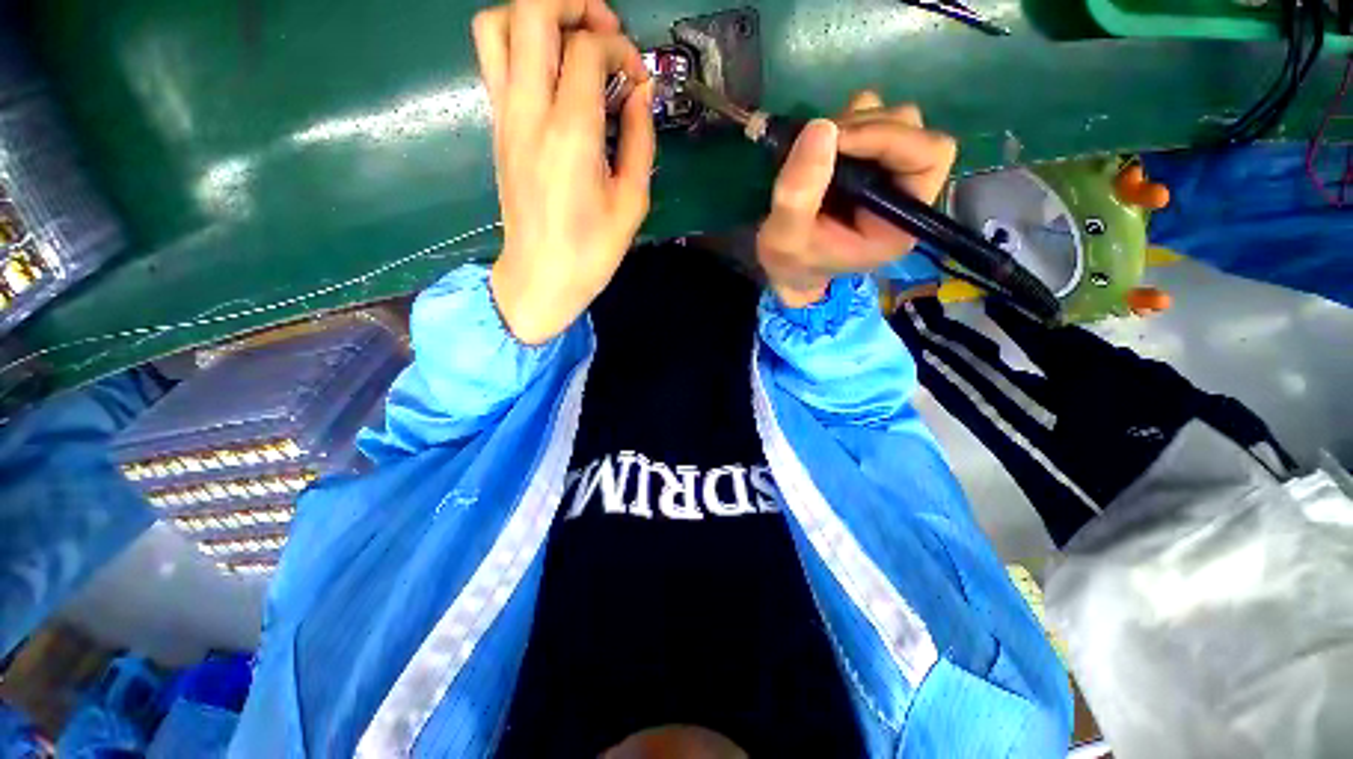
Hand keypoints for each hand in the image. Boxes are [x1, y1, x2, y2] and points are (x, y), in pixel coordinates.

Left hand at [473, 0, 654, 343]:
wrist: (540, 276)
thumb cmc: (592, 250)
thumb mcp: (632, 201)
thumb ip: (639, 139)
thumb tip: (640, 93)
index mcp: (570, 135)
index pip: (587, 49)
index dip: (620, 49)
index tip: (637, 79)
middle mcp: (529, 112)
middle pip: (531, 11)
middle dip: (572, 2)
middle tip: (603, 30)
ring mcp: (505, 116)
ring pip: (497, 24)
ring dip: (536, 15)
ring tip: (570, 41)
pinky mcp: (497, 127)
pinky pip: (494, 59)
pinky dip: (520, 44)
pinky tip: (552, 72)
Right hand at [757, 91, 956, 307]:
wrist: (786, 268)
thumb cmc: (792, 262)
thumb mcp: (786, 238)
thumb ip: (799, 193)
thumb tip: (820, 127)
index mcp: (899, 221)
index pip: (928, 158)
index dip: (888, 138)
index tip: (836, 140)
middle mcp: (904, 193)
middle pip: (913, 131)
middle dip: (864, 129)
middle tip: (817, 144)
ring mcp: (887, 173)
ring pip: (893, 120)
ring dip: (853, 123)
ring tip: (814, 151)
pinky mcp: (868, 161)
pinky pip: (870, 119)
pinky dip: (845, 122)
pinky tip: (819, 148)